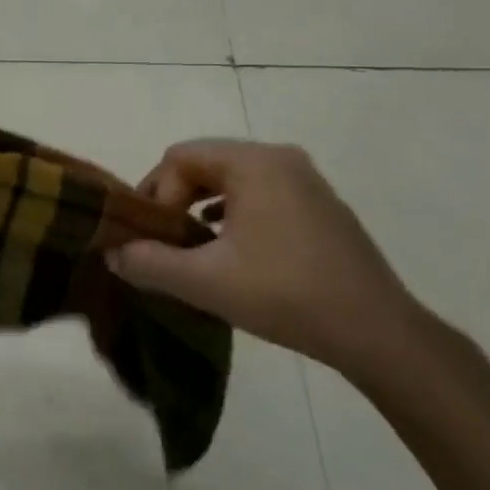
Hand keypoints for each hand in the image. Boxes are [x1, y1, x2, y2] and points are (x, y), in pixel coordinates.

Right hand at [106, 140, 429, 379]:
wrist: (377, 332)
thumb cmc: (286, 294)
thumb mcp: (206, 281)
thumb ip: (149, 263)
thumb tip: (112, 253)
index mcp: (254, 163)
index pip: (180, 157)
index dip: (154, 193)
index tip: (151, 237)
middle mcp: (281, 159)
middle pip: (205, 164)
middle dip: (175, 200)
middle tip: (162, 242)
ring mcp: (306, 182)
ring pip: (232, 181)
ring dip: (202, 209)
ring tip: (191, 249)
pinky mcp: (320, 207)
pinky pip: (260, 196)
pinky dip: (233, 216)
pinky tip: (228, 251)